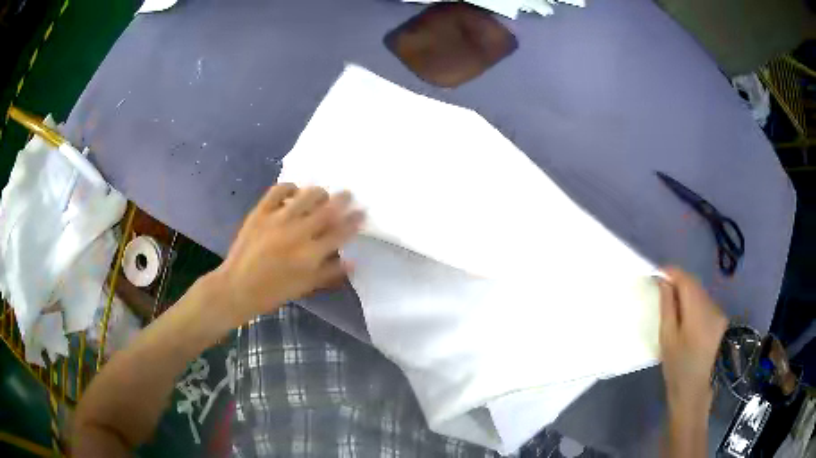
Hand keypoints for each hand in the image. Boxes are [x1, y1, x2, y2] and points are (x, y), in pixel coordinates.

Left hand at [210, 184, 363, 326]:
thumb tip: (353, 262)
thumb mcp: (305, 287)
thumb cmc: (273, 292)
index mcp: (310, 255)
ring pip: (306, 195)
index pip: (340, 232)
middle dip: (342, 199)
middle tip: (349, 194)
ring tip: (322, 194)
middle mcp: (297, 233)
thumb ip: (330, 272)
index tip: (362, 212)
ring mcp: (278, 219)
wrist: (237, 287)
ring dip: (319, 192)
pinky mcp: (260, 212)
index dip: (354, 221)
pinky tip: (294, 191)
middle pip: (327, 210)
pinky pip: (278, 190)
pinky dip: (290, 187)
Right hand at [658, 267, 727, 416]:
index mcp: (698, 311)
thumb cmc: (677, 367)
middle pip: (694, 284)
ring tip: (671, 304)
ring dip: (686, 292)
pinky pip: (704, 302)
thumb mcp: (667, 338)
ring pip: (700, 292)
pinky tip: (685, 316)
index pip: (685, 279)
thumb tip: (663, 281)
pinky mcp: (720, 319)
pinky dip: (693, 302)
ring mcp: (718, 313)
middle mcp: (712, 307)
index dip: (671, 273)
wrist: (694, 390)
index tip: (657, 275)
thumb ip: (667, 307)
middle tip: (661, 289)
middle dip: (678, 282)